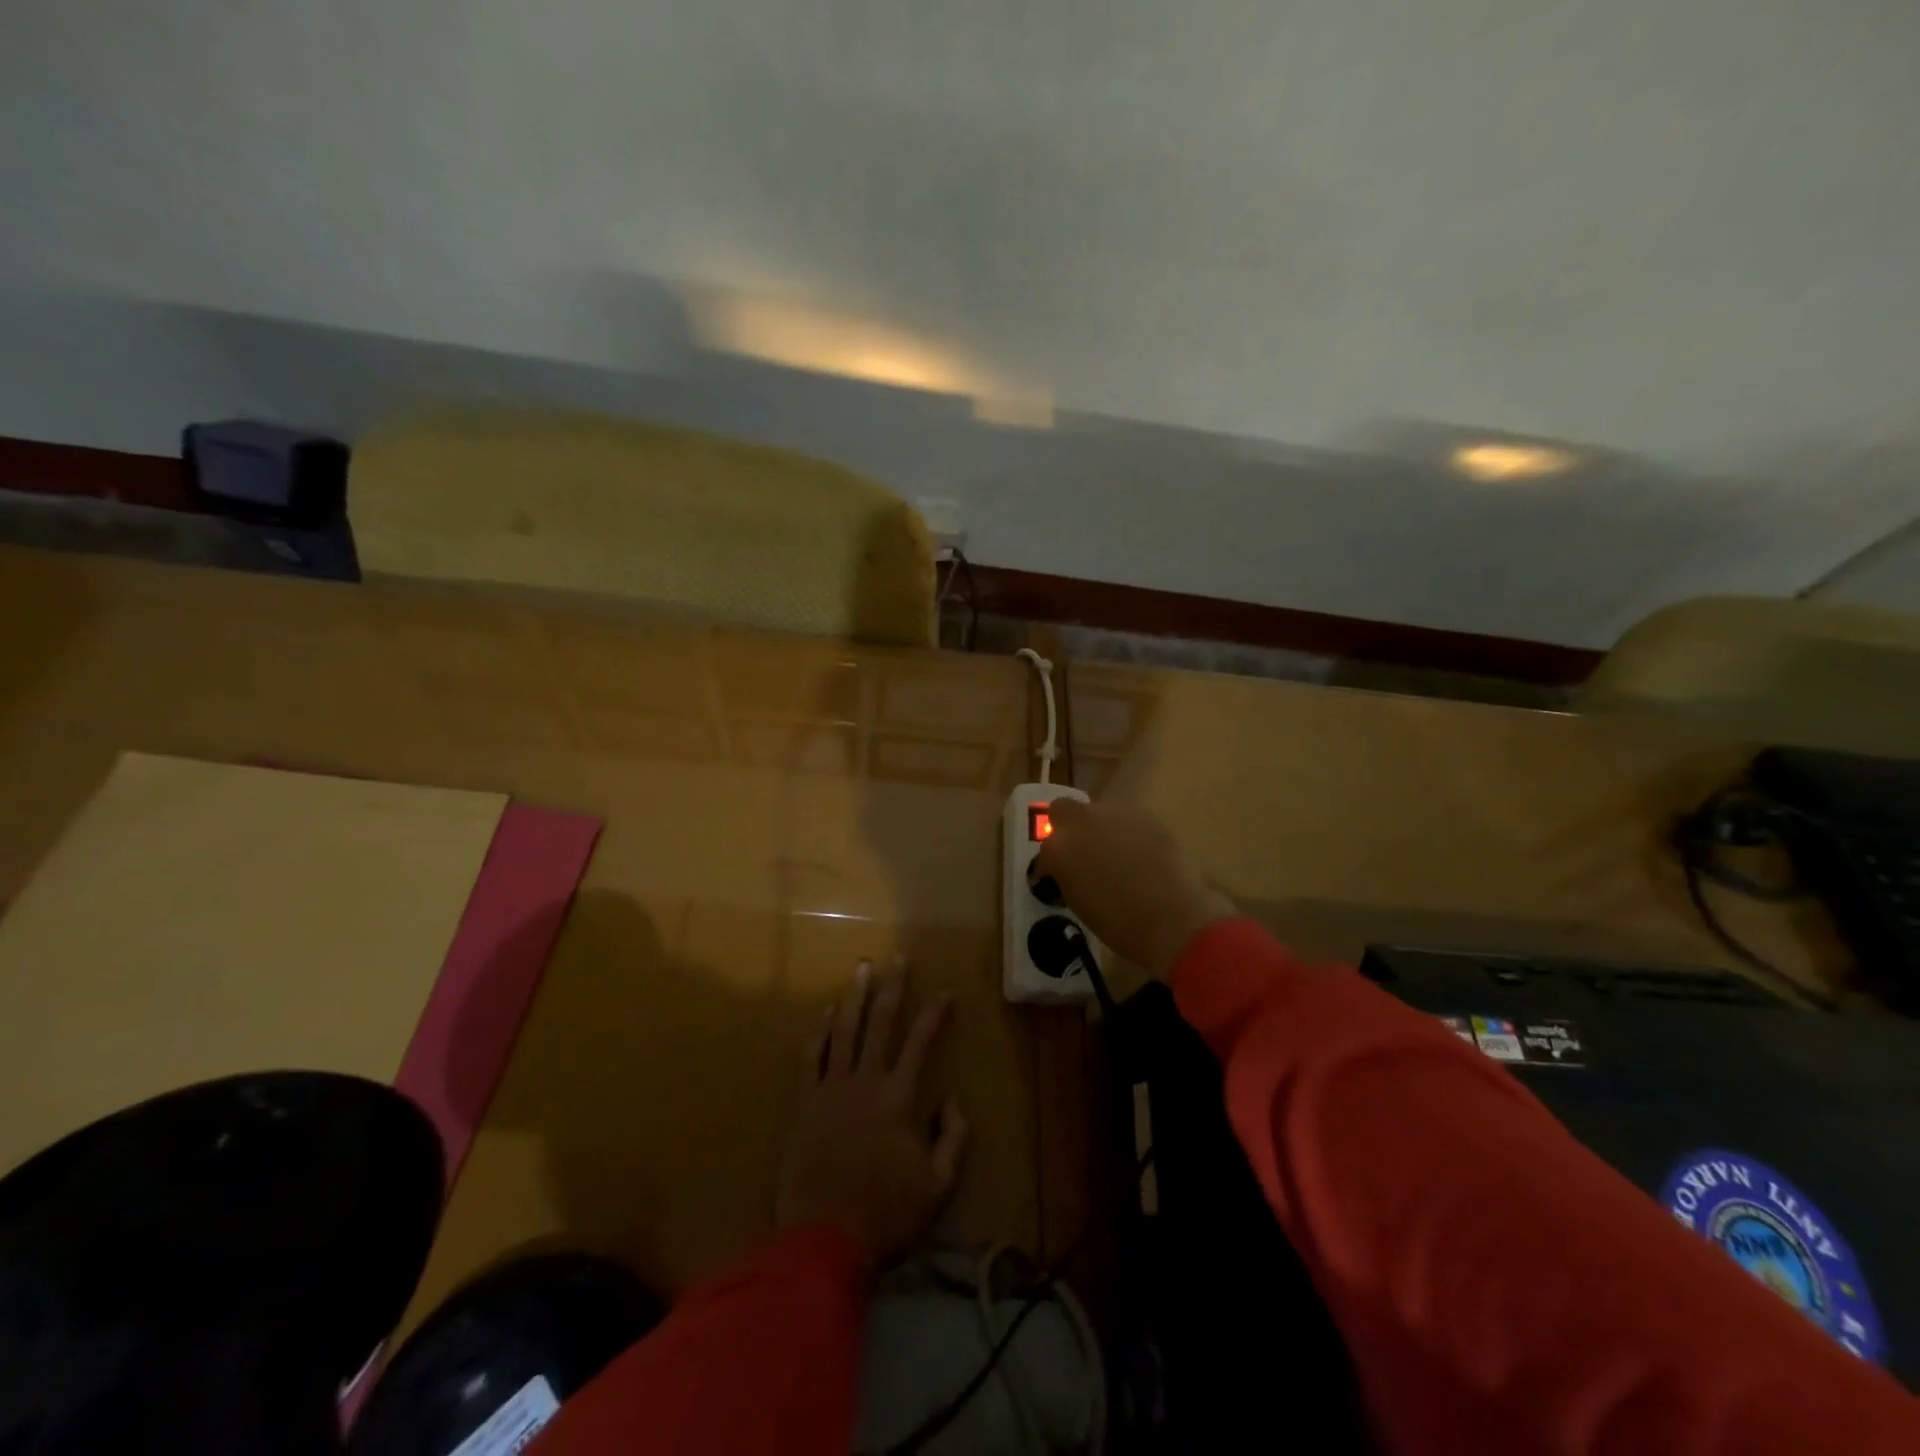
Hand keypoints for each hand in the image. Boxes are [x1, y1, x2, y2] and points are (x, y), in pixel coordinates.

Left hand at [777, 960, 967, 1265]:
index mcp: (899, 1097)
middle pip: (881, 1022)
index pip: (921, 1042)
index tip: (945, 992)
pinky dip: (819, 1031)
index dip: (934, 1014)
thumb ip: (953, 1139)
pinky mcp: (805, 1103)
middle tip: (897, 957)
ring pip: (844, 1030)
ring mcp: (831, 1088)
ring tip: (862, 968)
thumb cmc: (886, 1213)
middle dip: (892, 986)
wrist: (824, 1239)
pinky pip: (811, 1057)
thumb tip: (954, 1100)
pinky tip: (826, 1012)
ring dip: (855, 996)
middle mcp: (866, 1081)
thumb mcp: (937, 1186)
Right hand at [1032, 799, 1236, 978]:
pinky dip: (1128, 834)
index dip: (1051, 864)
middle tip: (1081, 852)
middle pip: (1062, 809)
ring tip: (1116, 856)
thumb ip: (1067, 875)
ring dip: (1100, 829)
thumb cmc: (1119, 924)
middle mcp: (1081, 821)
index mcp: (1058, 848)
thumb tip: (1071, 869)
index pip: (1045, 849)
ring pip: (1098, 812)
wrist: (1172, 917)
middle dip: (1067, 826)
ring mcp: (1114, 813)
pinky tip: (1141, 856)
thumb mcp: (1078, 902)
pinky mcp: (1145, 815)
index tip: (1059, 877)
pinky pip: (1127, 821)